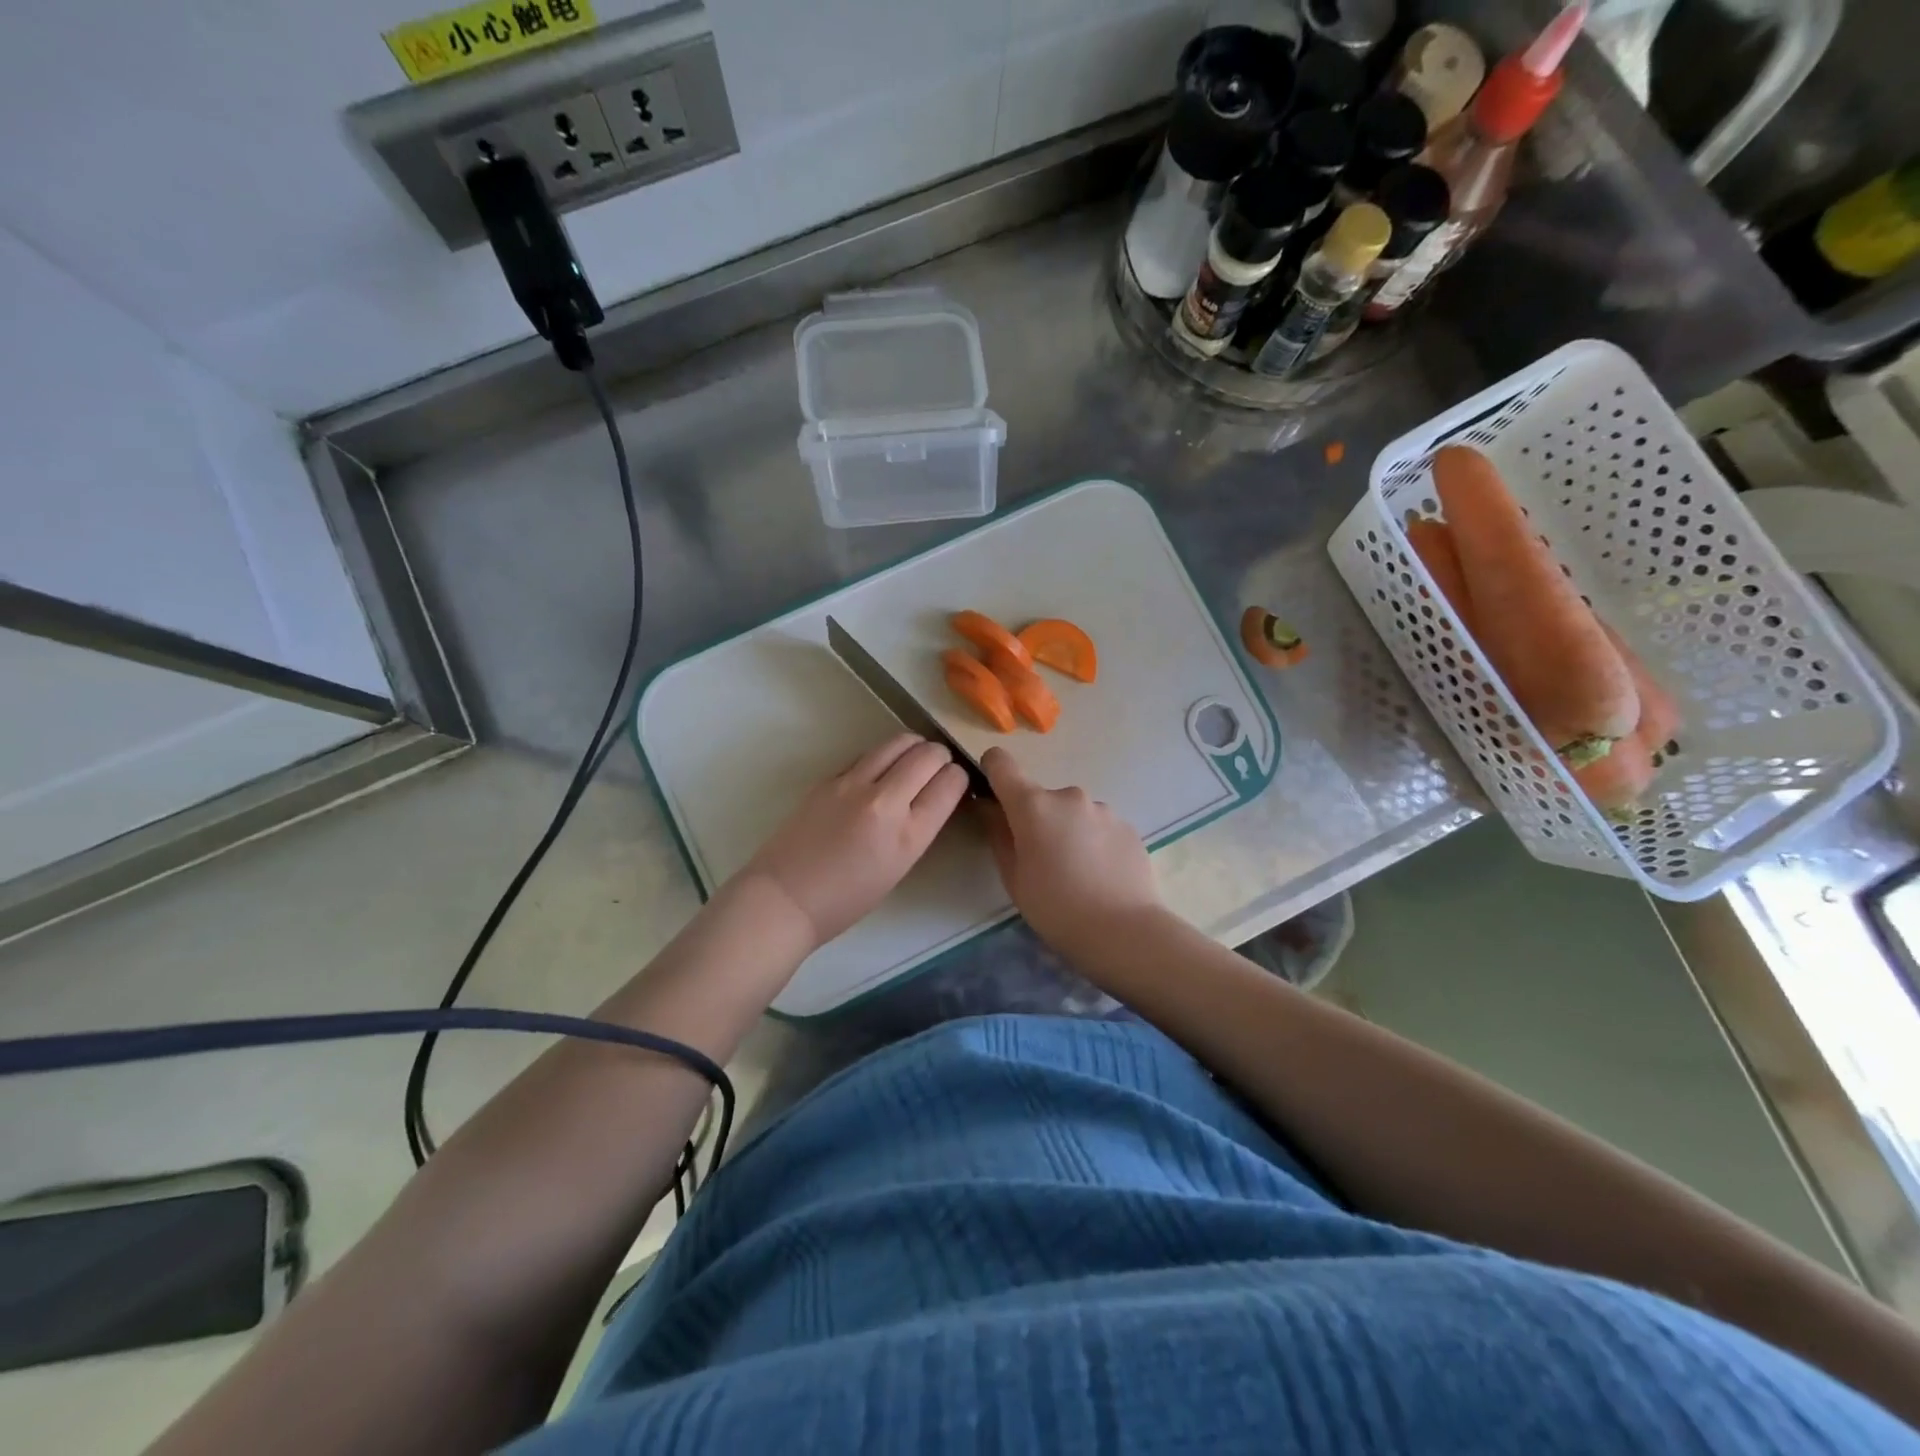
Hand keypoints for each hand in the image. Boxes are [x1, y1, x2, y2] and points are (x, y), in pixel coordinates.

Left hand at [741, 734, 968, 948]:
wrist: (785, 898)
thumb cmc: (845, 900)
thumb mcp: (899, 867)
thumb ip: (919, 827)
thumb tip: (933, 796)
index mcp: (908, 834)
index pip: (951, 782)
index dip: (958, 779)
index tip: (954, 785)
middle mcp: (885, 801)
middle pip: (929, 754)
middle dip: (940, 758)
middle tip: (937, 770)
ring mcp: (853, 784)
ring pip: (899, 742)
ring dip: (914, 747)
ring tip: (912, 761)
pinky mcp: (829, 778)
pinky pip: (868, 755)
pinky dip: (883, 758)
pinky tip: (878, 774)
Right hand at [979, 747, 1162, 954]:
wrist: (1125, 932)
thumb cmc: (1057, 908)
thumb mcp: (1014, 878)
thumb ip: (998, 835)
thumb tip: (989, 808)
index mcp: (1033, 806)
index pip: (1001, 763)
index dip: (991, 771)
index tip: (993, 796)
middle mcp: (1069, 796)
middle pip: (1041, 798)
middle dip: (1037, 821)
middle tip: (1042, 862)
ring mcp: (1103, 809)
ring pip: (1073, 814)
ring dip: (1068, 832)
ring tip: (1077, 874)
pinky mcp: (1129, 826)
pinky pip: (1099, 827)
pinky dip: (1094, 843)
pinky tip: (1101, 877)